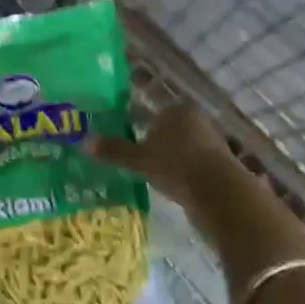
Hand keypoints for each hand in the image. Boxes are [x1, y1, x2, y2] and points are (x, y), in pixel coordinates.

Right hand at [86, 103, 239, 210]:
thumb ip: (115, 151)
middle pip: (168, 128)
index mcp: (177, 109)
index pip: (154, 109)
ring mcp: (210, 143)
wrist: (220, 195)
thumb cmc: (177, 165)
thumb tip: (84, 142)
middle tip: (133, 154)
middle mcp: (196, 120)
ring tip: (147, 172)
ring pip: (180, 147)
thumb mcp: (141, 159)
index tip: (125, 133)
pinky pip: (191, 165)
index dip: (138, 120)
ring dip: (167, 158)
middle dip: (153, 139)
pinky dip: (179, 173)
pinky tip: (168, 185)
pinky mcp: (218, 167)